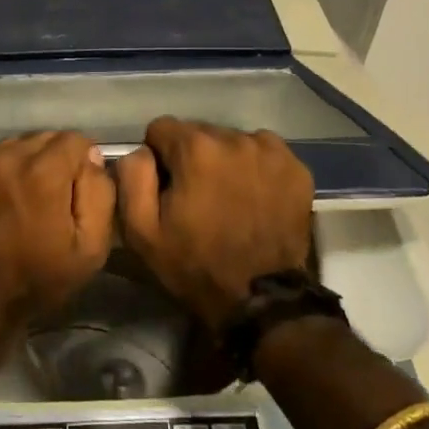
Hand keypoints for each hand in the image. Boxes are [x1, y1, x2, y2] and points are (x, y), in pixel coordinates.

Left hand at [0, 131, 115, 329]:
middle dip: (51, 162)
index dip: (81, 163)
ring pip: (10, 146)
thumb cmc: (36, 280)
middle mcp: (6, 155)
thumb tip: (91, 158)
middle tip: (46, 198)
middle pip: (42, 140)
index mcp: (44, 171)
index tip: (75, 188)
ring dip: (19, 164)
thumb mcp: (90, 248)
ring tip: (15, 199)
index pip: (75, 140)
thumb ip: (99, 193)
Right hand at [115, 117, 312, 331]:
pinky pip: (263, 153)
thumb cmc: (194, 265)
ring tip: (227, 198)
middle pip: (199, 132)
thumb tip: (141, 151)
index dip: (158, 158)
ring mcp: (270, 152)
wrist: (261, 300)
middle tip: (196, 196)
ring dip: (224, 161)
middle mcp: (235, 138)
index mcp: (195, 148)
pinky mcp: (296, 168)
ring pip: (232, 141)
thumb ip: (132, 177)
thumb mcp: (141, 230)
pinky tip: (253, 197)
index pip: (161, 128)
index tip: (166, 188)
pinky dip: (255, 168)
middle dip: (192, 157)